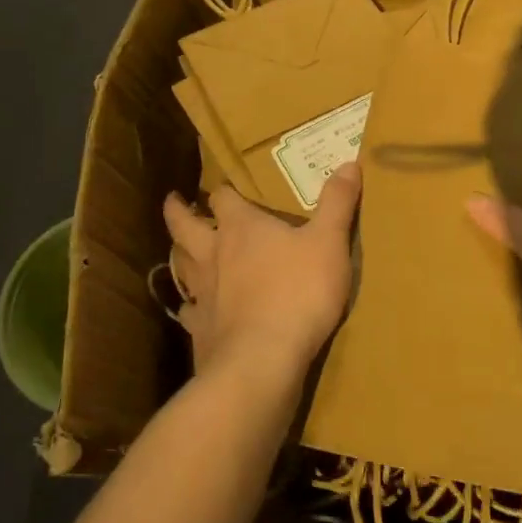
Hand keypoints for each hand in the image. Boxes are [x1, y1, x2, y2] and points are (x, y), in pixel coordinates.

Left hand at [162, 164, 361, 382]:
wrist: (262, 360)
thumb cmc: (298, 292)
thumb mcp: (329, 242)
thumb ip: (337, 203)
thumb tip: (349, 162)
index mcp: (242, 227)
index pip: (224, 198)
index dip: (224, 190)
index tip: (223, 185)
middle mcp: (214, 254)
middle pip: (185, 226)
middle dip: (178, 212)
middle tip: (172, 201)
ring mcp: (203, 293)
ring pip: (181, 265)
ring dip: (179, 254)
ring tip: (179, 250)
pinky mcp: (200, 329)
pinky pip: (189, 312)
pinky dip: (190, 307)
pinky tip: (194, 311)